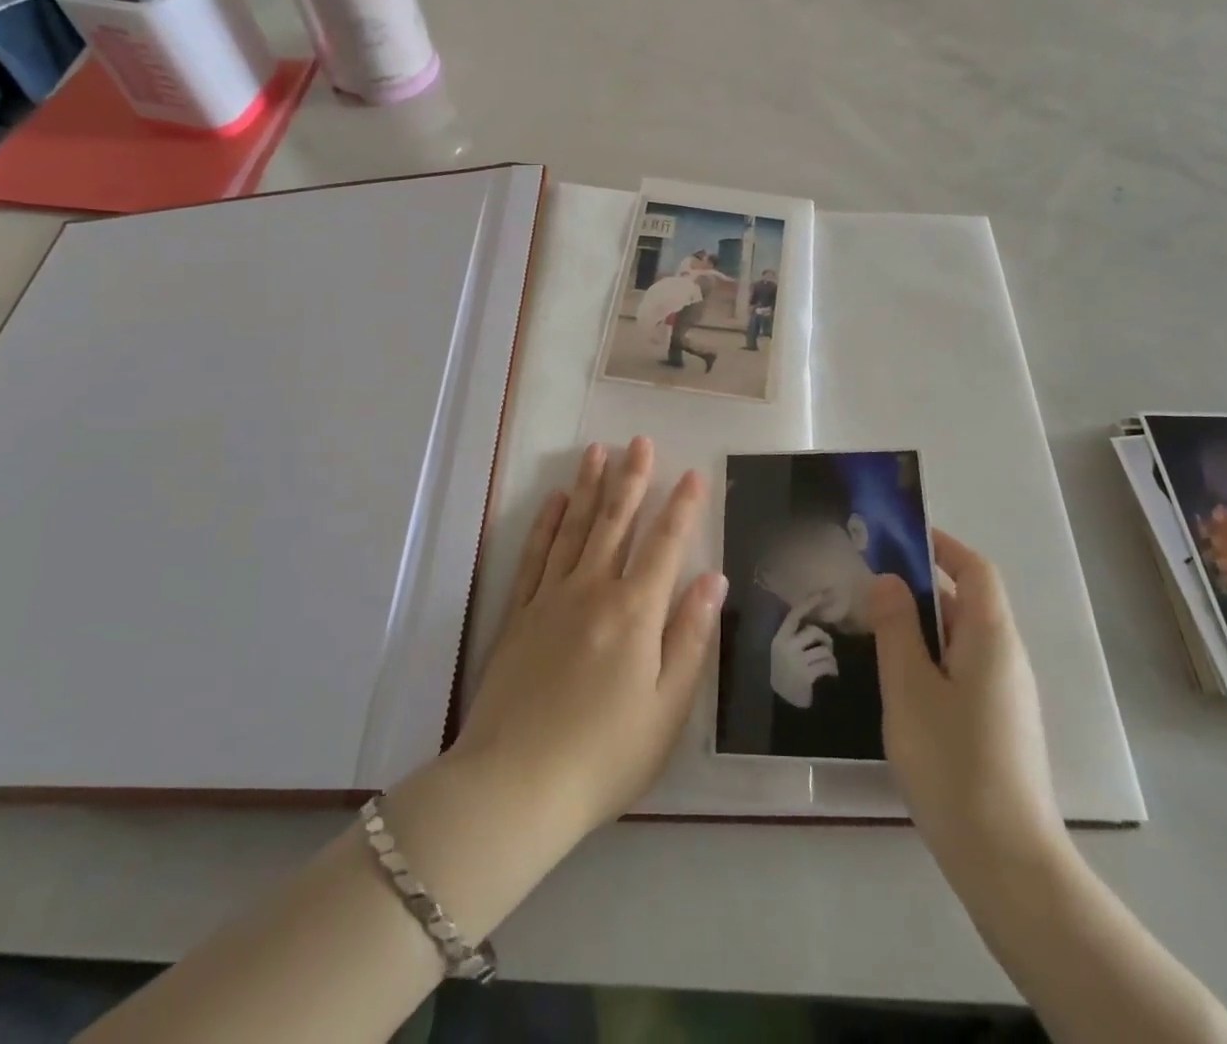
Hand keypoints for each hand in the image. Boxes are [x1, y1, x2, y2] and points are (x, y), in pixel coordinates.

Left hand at [451, 438, 726, 846]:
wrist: (515, 784)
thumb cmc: (605, 754)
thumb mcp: (667, 707)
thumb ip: (690, 637)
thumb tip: (711, 579)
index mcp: (635, 613)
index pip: (665, 545)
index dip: (682, 508)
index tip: (693, 474)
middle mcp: (593, 590)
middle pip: (616, 523)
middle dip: (632, 479)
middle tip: (640, 442)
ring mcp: (551, 598)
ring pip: (575, 528)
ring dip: (590, 486)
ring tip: (598, 451)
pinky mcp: (519, 614)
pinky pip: (535, 555)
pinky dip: (547, 524)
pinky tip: (555, 501)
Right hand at [769, 599, 836, 707]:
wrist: (785, 705)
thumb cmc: (786, 675)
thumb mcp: (782, 653)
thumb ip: (793, 638)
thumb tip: (812, 622)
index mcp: (779, 639)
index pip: (794, 615)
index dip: (808, 604)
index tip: (823, 594)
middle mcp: (786, 647)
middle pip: (814, 631)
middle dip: (825, 639)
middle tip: (827, 647)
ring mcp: (796, 662)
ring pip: (824, 650)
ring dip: (830, 658)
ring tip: (828, 666)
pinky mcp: (807, 675)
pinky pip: (827, 665)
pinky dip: (832, 670)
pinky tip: (830, 675)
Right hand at [868, 530, 1065, 872]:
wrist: (1006, 861)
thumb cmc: (952, 762)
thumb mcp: (909, 687)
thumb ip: (896, 627)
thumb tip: (888, 580)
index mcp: (991, 637)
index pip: (975, 569)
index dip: (941, 546)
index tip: (897, 537)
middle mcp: (1006, 657)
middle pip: (968, 601)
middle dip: (920, 585)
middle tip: (868, 587)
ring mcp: (1006, 694)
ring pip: (962, 639)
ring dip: (922, 625)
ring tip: (873, 630)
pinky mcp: (999, 725)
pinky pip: (963, 669)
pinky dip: (931, 657)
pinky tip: (898, 682)